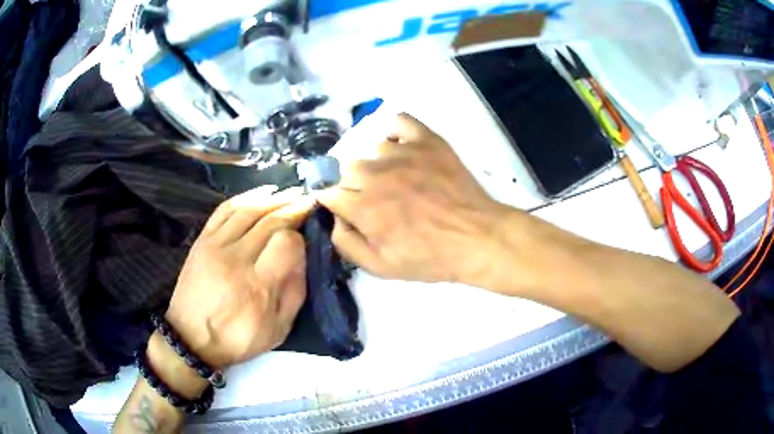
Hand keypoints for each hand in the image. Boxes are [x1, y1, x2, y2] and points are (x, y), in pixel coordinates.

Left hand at [165, 186, 314, 368]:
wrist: (190, 338)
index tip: (307, 234)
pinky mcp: (202, 240)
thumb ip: (295, 291)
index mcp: (258, 286)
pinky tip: (263, 192)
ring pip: (249, 209)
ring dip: (274, 198)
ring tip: (291, 192)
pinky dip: (246, 196)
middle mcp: (236, 259)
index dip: (301, 235)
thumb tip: (303, 255)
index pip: (286, 242)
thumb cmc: (238, 339)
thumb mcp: (278, 329)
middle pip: (270, 221)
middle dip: (293, 207)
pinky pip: (225, 209)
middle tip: (309, 200)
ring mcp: (215, 246)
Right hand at [316, 113, 508, 283]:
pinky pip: (399, 121)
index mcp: (362, 206)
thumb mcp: (381, 268)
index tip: (343, 207)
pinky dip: (394, 131)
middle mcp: (375, 173)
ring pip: (372, 149)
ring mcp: (402, 152)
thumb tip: (334, 219)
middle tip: (375, 199)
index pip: (327, 190)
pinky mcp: (426, 140)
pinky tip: (401, 146)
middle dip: (352, 185)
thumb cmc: (430, 257)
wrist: (476, 237)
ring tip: (397, 179)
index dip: (332, 200)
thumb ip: (346, 244)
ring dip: (377, 164)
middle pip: (345, 168)